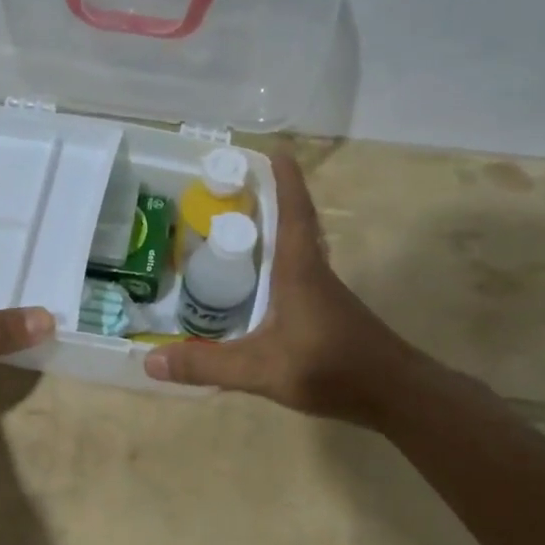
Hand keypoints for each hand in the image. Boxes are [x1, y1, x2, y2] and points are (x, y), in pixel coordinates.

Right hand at [143, 152, 421, 425]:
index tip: (276, 151)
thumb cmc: (330, 368)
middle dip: (273, 202)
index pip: (293, 213)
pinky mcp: (330, 316)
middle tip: (243, 188)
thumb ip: (207, 365)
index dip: (284, 181)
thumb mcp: (261, 369)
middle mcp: (314, 274)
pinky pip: (300, 278)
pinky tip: (262, 289)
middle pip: (296, 226)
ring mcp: (326, 295)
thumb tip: (150, 361)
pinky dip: (280, 268)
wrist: (395, 394)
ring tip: (243, 231)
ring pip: (299, 253)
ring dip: (277, 234)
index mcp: (299, 271)